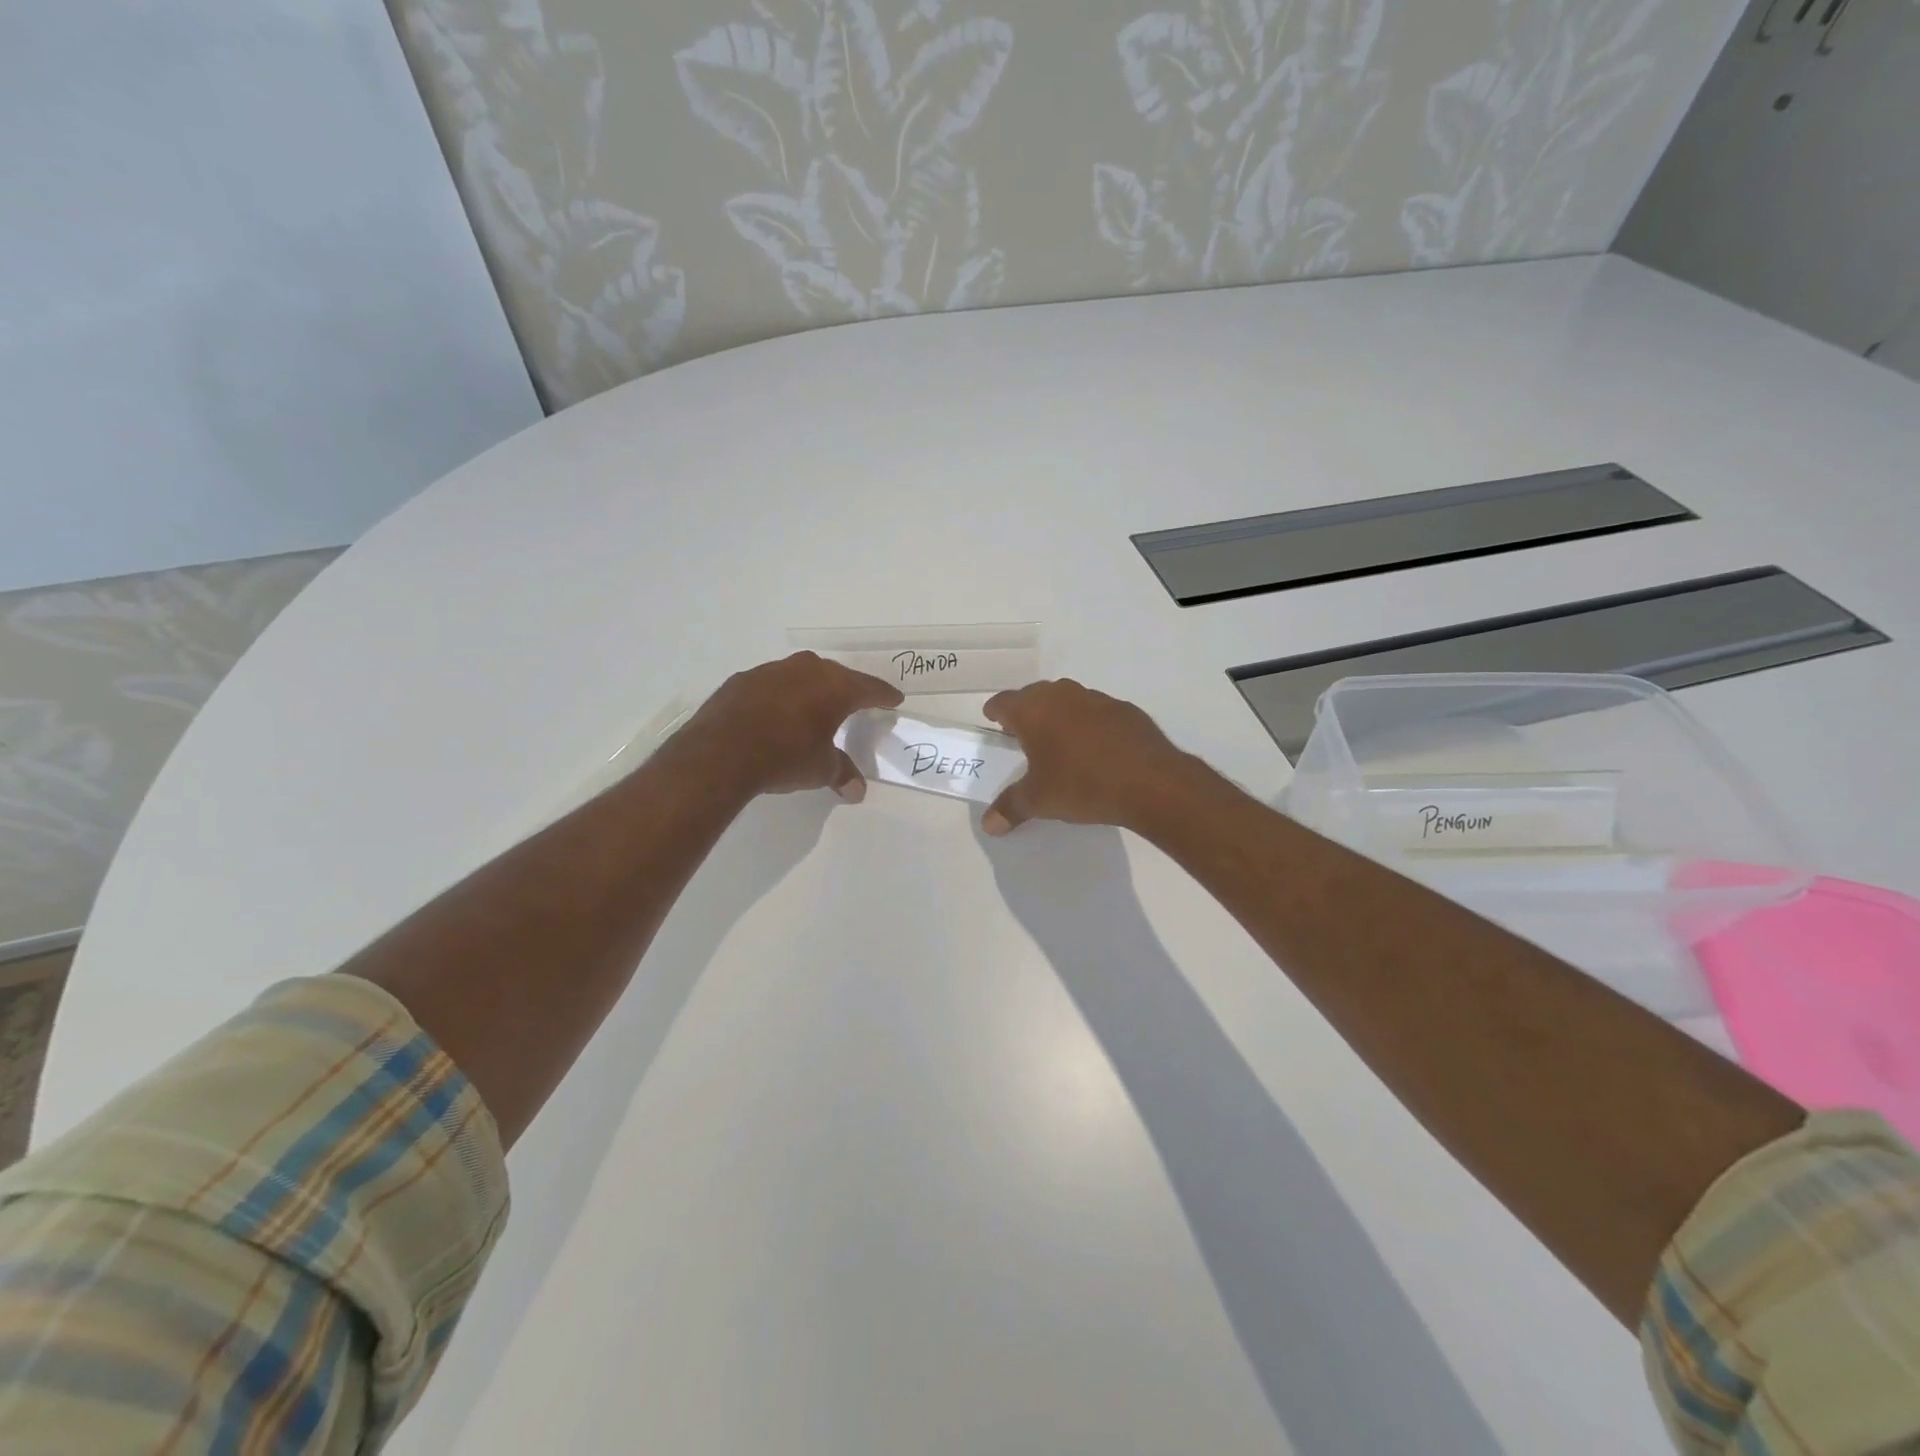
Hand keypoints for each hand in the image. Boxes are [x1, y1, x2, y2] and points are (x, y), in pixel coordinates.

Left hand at [682, 652, 902, 800]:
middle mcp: (807, 670)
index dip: (883, 695)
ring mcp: (772, 671)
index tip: (894, 699)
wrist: (722, 752)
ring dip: (810, 689)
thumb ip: (841, 773)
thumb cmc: (785, 756)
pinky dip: (780, 696)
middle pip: (836, 675)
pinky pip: (772, 684)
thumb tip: (856, 791)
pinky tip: (775, 714)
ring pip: (802, 675)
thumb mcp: (821, 770)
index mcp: (835, 687)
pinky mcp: (743, 680)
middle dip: (847, 689)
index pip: (869, 688)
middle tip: (856, 701)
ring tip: (813, 707)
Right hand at [980, 679, 1197, 834]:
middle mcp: (1062, 695)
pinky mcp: (1125, 710)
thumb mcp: (1039, 801)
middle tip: (1023, 737)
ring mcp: (1096, 699)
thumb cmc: (1081, 785)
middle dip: (1026, 713)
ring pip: (1067, 700)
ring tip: (1060, 744)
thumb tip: (988, 825)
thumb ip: (1010, 808)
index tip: (994, 723)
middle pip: (1034, 696)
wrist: (1150, 782)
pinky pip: (1096, 712)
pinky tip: (1096, 750)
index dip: (995, 712)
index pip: (1003, 702)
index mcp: (1033, 710)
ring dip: (1059, 716)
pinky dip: (1089, 725)